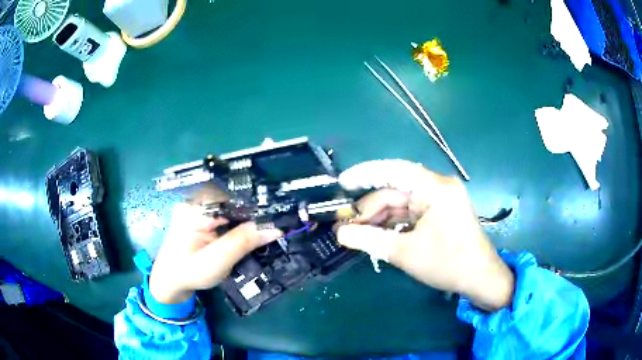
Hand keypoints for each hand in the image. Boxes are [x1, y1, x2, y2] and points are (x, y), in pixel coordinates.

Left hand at [149, 204, 281, 303]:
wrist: (170, 283)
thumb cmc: (189, 273)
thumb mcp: (217, 260)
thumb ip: (243, 242)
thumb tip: (275, 227)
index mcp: (194, 208)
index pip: (231, 195)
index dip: (255, 202)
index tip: (279, 213)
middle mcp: (196, 202)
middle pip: (232, 199)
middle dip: (255, 211)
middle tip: (279, 221)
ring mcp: (199, 210)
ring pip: (232, 207)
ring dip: (250, 218)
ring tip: (272, 225)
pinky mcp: (203, 219)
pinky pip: (227, 215)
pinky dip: (241, 224)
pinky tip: (254, 231)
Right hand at [337, 160, 513, 310]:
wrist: (480, 278)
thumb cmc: (448, 263)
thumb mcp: (405, 253)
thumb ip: (369, 240)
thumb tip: (340, 234)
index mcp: (435, 188)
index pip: (394, 170)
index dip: (365, 174)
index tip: (342, 183)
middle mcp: (438, 187)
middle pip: (395, 190)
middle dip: (369, 207)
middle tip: (345, 225)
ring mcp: (440, 199)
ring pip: (400, 202)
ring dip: (379, 217)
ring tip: (356, 233)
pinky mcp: (439, 212)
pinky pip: (410, 212)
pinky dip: (393, 222)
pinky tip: (376, 234)